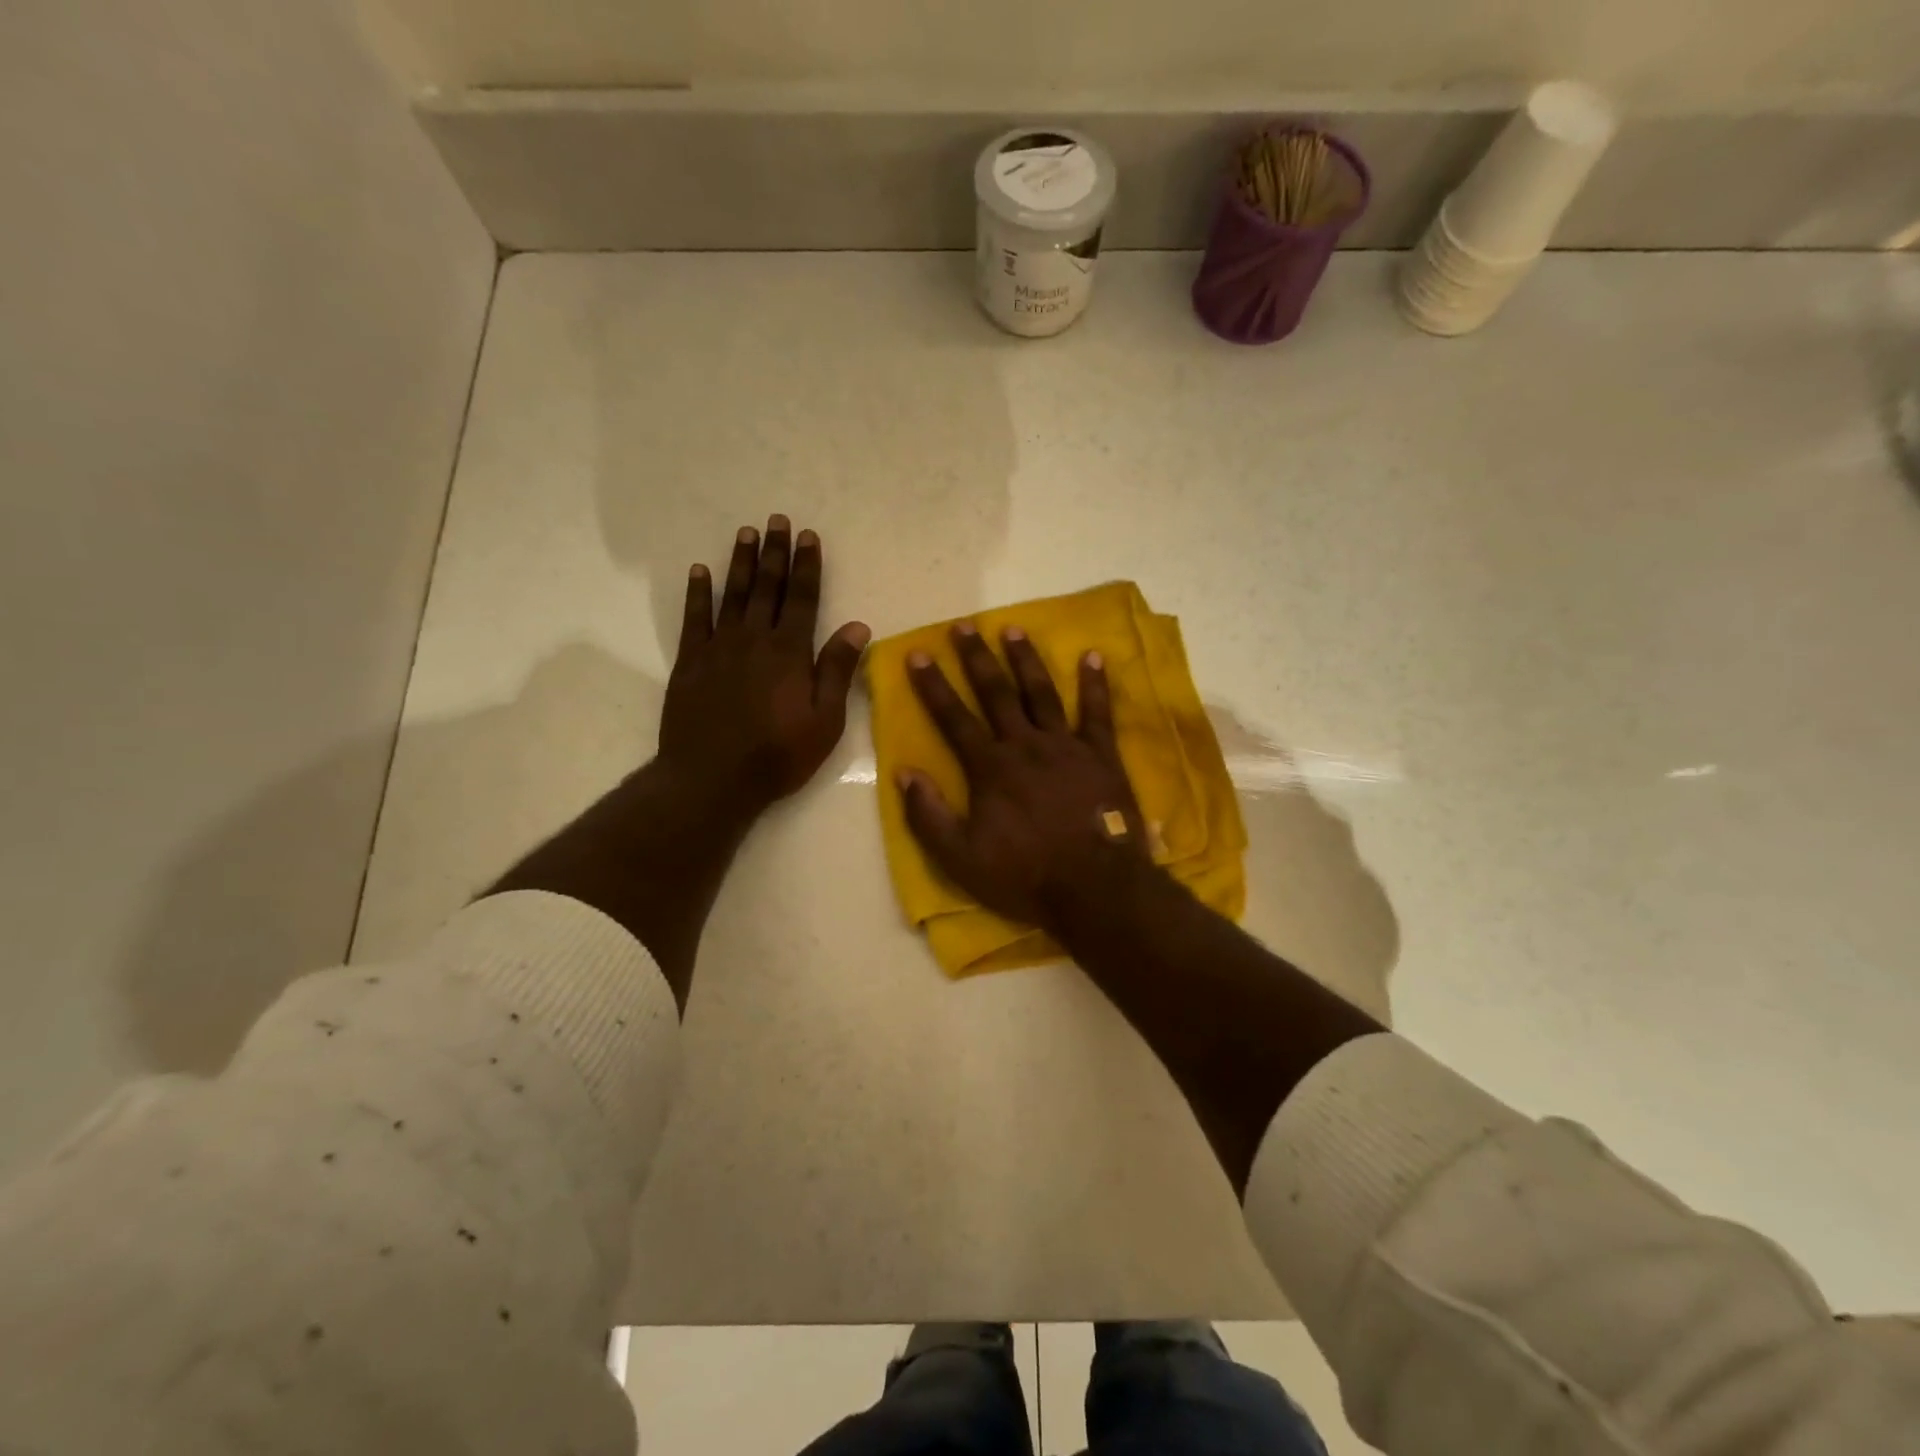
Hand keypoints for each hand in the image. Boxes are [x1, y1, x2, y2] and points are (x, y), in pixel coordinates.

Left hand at [659, 516, 869, 815]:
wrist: (711, 779)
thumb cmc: (777, 755)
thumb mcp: (824, 721)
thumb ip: (837, 671)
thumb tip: (858, 626)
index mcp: (790, 652)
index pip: (803, 598)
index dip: (807, 566)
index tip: (808, 536)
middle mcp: (754, 640)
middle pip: (767, 587)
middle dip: (775, 553)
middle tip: (777, 520)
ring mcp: (718, 648)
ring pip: (733, 595)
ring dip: (741, 562)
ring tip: (746, 533)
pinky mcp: (690, 663)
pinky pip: (694, 619)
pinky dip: (698, 593)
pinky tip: (700, 572)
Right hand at [898, 623, 1149, 931]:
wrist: (1094, 888)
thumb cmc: (1024, 876)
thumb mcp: (961, 859)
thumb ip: (929, 816)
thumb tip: (904, 773)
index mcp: (990, 768)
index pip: (954, 718)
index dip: (933, 685)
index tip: (918, 654)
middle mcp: (1025, 745)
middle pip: (996, 693)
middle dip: (977, 658)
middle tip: (964, 625)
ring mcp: (1066, 746)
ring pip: (1041, 693)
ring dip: (1026, 659)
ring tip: (1013, 628)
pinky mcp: (1101, 755)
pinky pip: (1097, 712)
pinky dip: (1095, 684)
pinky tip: (1092, 656)